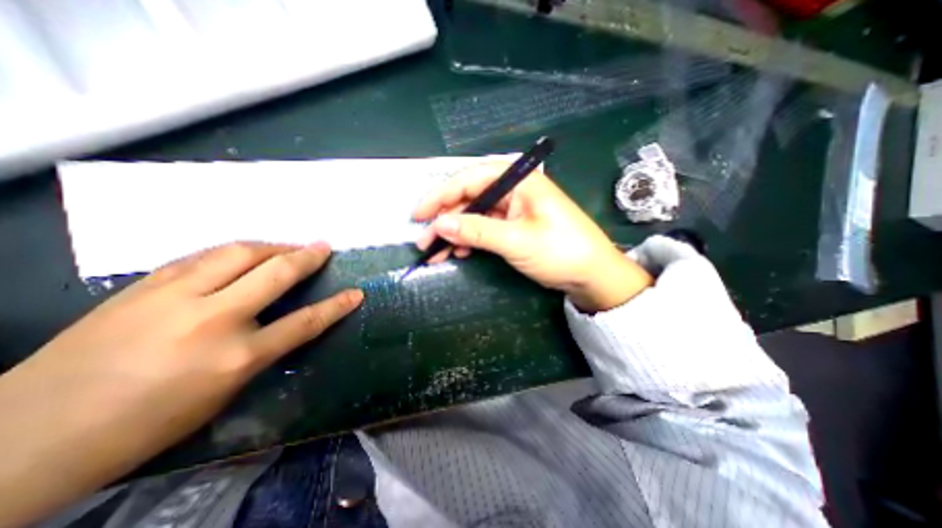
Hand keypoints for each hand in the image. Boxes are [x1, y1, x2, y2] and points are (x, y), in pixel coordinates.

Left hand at [0, 240, 363, 525]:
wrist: (23, 438)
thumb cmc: (146, 425)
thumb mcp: (223, 393)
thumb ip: (260, 351)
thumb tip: (281, 322)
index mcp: (236, 357)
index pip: (305, 322)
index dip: (336, 306)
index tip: (356, 293)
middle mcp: (212, 319)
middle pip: (275, 274)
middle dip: (306, 257)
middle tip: (323, 246)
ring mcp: (174, 298)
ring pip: (238, 253)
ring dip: (272, 246)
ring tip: (287, 246)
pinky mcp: (143, 286)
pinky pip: (202, 256)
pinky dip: (232, 251)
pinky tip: (242, 253)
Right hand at [415, 163, 652, 310]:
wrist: (591, 274)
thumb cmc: (560, 251)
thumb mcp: (516, 241)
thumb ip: (477, 230)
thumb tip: (439, 225)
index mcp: (518, 181)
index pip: (469, 179)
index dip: (440, 196)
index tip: (418, 215)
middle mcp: (513, 190)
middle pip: (469, 198)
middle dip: (445, 219)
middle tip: (424, 241)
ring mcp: (512, 209)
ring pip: (474, 216)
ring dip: (454, 233)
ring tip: (436, 253)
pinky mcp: (513, 226)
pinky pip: (484, 228)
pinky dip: (470, 240)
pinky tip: (460, 252)